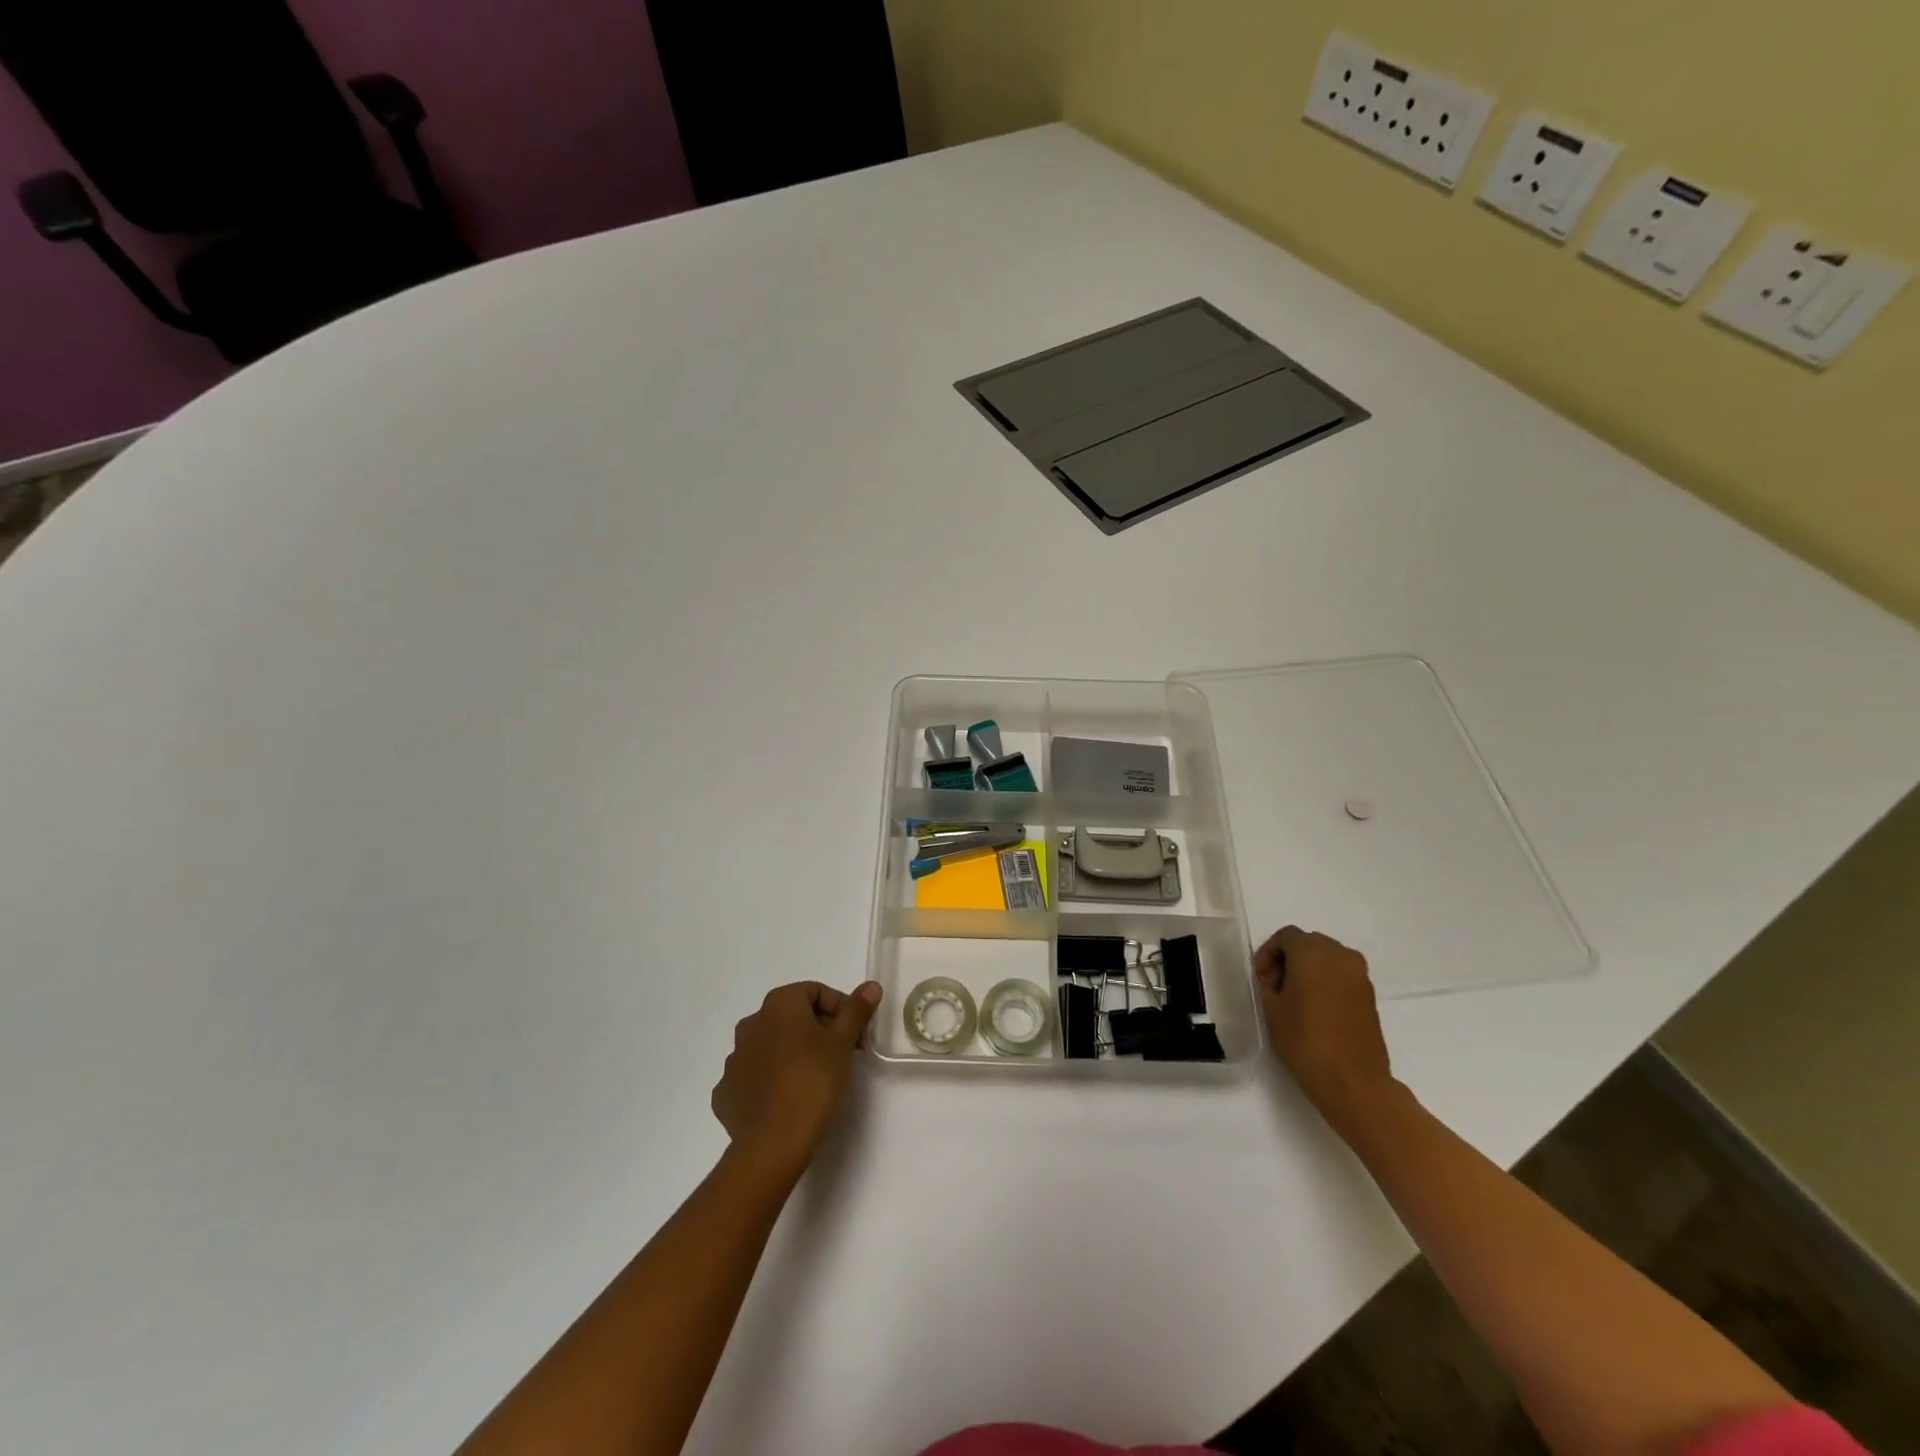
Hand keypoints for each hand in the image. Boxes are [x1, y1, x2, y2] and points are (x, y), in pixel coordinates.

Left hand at [712, 981, 881, 1180]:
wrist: (773, 1143)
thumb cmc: (813, 1080)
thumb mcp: (843, 1042)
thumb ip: (856, 1010)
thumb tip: (870, 986)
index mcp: (778, 1005)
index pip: (815, 992)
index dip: (839, 1008)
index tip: (854, 1034)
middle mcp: (751, 1023)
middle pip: (792, 1017)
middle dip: (818, 1030)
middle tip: (840, 1055)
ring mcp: (734, 1059)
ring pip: (771, 1046)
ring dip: (792, 1053)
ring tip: (814, 1079)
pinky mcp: (726, 1092)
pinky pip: (753, 1076)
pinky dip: (770, 1080)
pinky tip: (786, 1099)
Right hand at [1255, 927, 1396, 1127]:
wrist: (1353, 1082)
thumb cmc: (1305, 1040)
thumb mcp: (1272, 1008)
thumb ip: (1268, 983)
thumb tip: (1276, 977)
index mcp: (1313, 952)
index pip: (1286, 937)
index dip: (1268, 953)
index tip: (1260, 978)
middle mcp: (1340, 955)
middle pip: (1309, 944)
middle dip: (1289, 959)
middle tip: (1274, 987)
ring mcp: (1360, 976)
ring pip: (1328, 959)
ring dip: (1309, 970)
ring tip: (1294, 999)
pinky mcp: (1370, 996)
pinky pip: (1342, 976)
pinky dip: (1326, 983)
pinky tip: (1315, 1009)